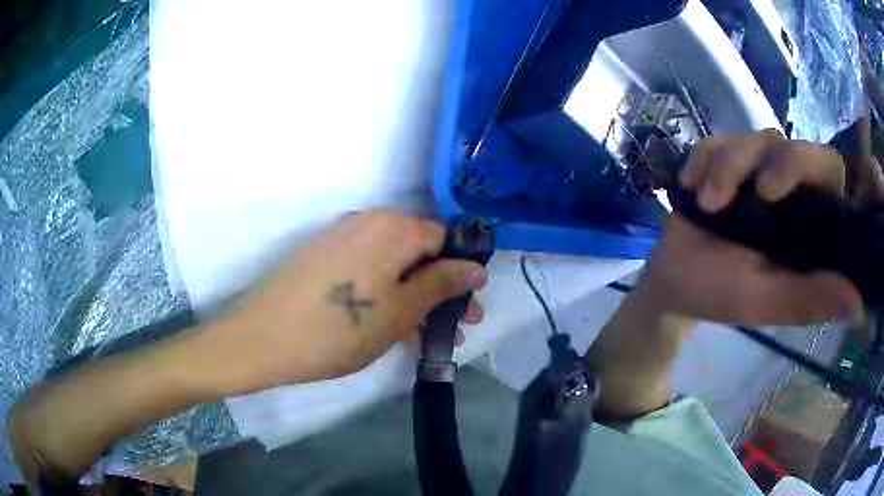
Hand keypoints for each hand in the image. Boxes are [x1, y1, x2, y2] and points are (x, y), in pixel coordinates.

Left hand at [198, 211, 487, 394]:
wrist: (267, 339)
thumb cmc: (342, 328)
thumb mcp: (402, 310)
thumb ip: (442, 284)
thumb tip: (476, 267)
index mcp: (392, 226)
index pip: (444, 237)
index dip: (462, 271)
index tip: (469, 306)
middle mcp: (367, 221)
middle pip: (418, 251)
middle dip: (440, 289)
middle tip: (455, 326)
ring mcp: (342, 238)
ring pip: (393, 264)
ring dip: (414, 297)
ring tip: (426, 336)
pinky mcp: (324, 257)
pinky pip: (368, 270)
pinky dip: (386, 294)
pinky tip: (393, 327)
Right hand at [642, 130, 868, 326]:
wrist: (674, 279)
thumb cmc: (721, 295)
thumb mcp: (765, 303)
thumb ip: (808, 300)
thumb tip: (858, 305)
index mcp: (811, 224)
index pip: (830, 173)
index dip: (818, 165)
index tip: (781, 190)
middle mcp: (792, 190)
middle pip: (796, 145)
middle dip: (775, 161)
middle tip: (756, 191)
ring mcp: (759, 169)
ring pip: (758, 138)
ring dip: (729, 165)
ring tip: (705, 203)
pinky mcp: (728, 158)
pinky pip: (721, 139)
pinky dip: (704, 159)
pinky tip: (691, 186)